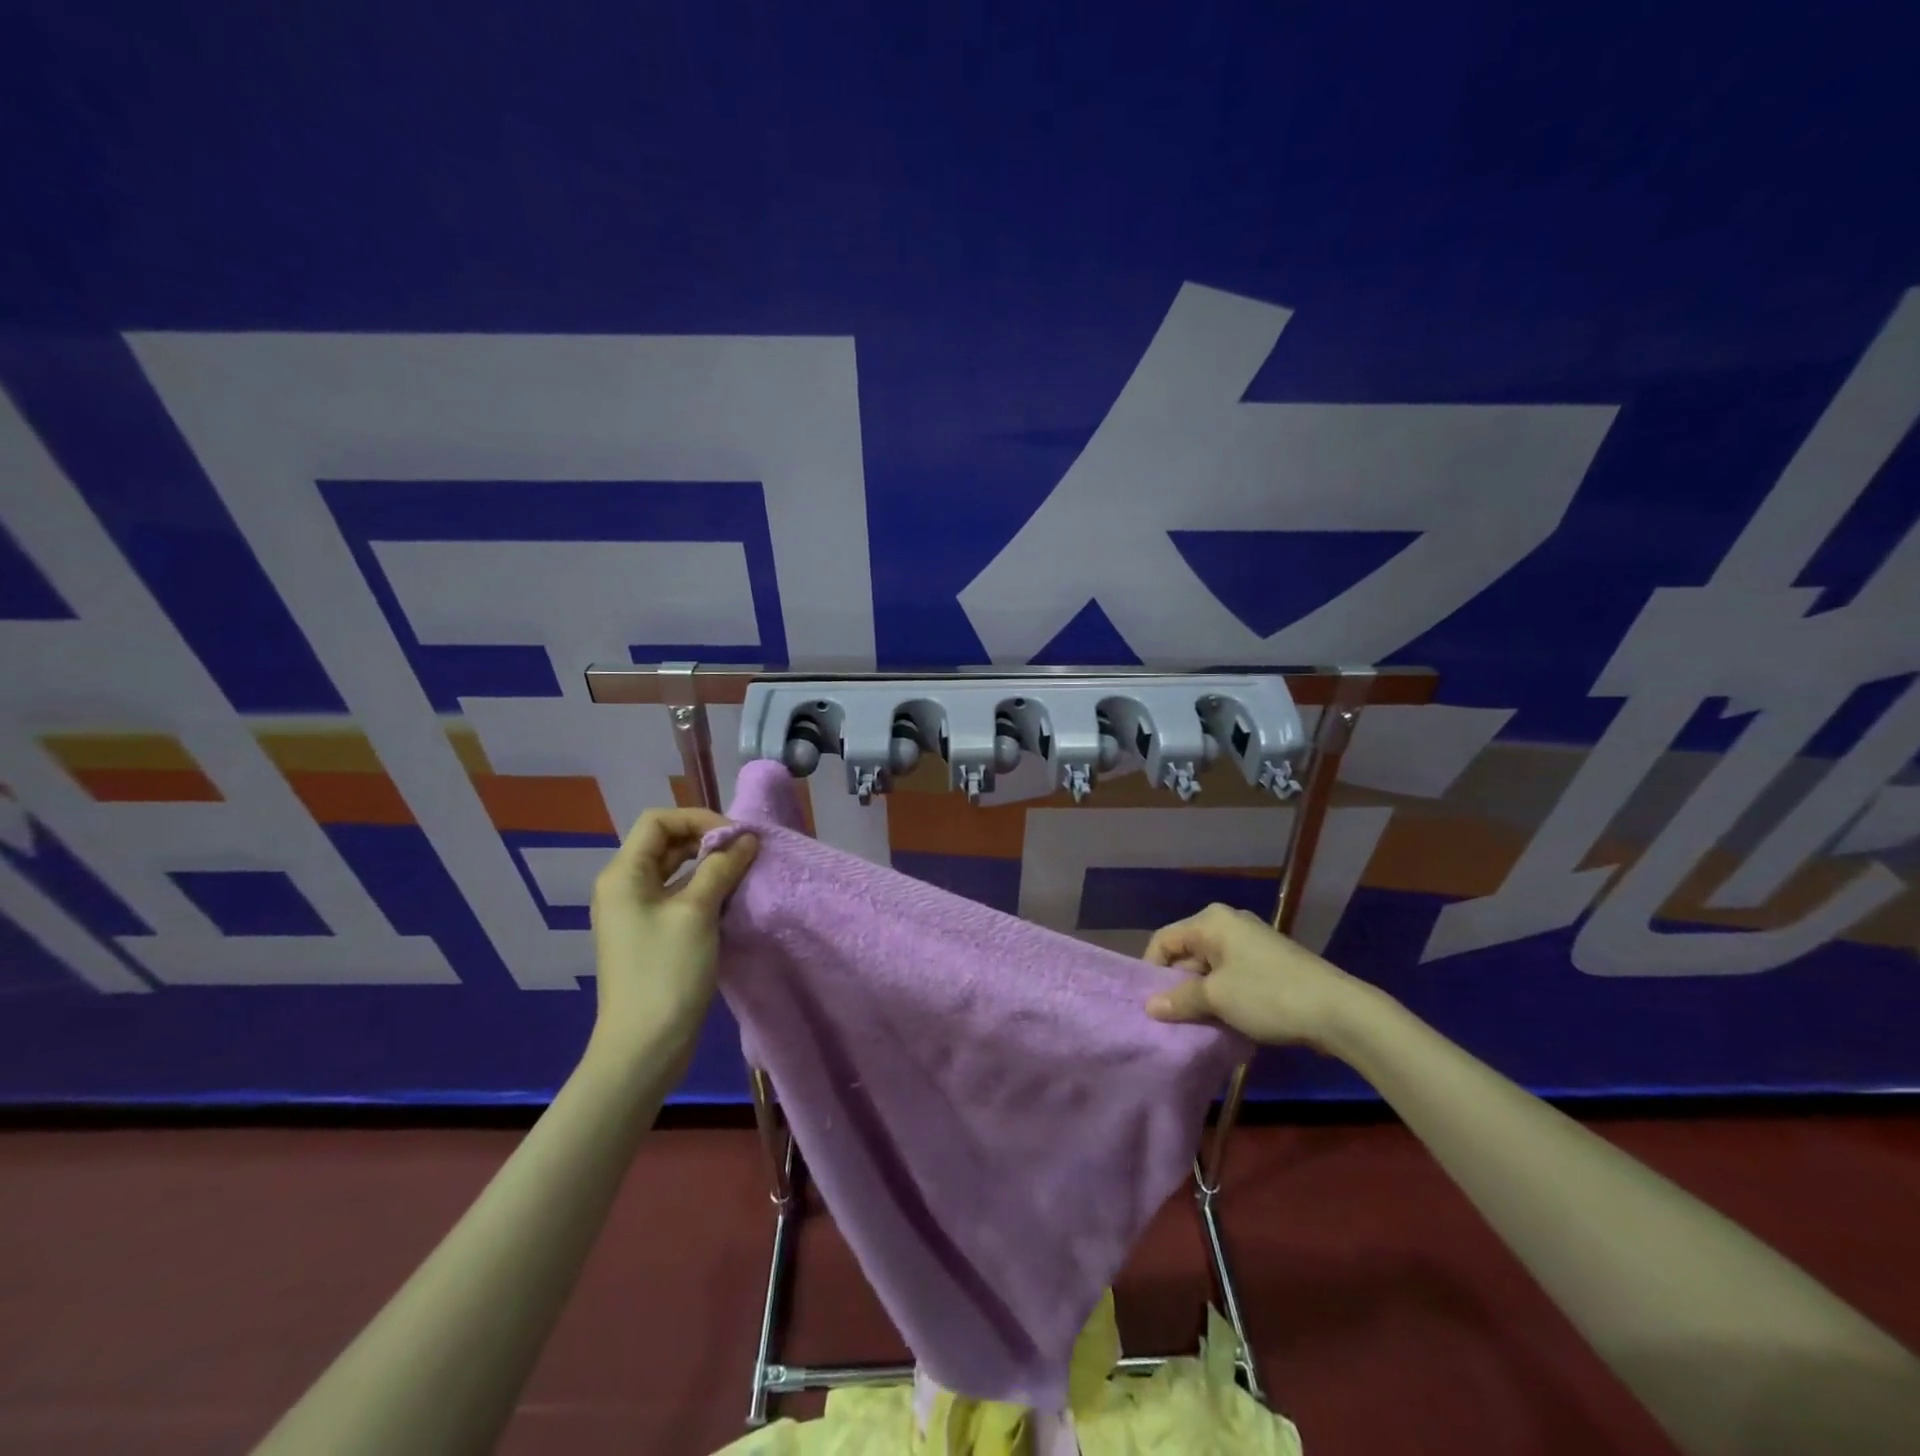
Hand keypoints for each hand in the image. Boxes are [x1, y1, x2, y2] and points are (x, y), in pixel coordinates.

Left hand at [589, 808, 758, 1061]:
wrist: (644, 1047)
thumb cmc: (666, 972)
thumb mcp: (697, 912)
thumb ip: (721, 868)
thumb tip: (746, 840)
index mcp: (623, 875)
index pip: (659, 821)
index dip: (699, 819)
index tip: (736, 837)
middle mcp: (624, 887)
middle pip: (666, 843)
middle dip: (708, 840)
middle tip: (746, 853)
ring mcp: (636, 913)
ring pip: (675, 871)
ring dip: (709, 866)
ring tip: (745, 873)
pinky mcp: (651, 935)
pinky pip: (678, 896)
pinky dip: (704, 890)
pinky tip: (731, 900)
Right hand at [1143, 902, 1377, 1053]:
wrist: (1338, 1011)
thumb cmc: (1268, 995)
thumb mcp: (1216, 998)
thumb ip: (1179, 999)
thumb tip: (1149, 1006)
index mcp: (1210, 921)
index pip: (1163, 940)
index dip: (1151, 971)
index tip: (1150, 1004)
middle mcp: (1228, 923)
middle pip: (1186, 952)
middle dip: (1177, 984)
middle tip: (1171, 1018)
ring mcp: (1251, 942)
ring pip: (1209, 967)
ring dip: (1201, 994)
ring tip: (1195, 1024)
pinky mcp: (1268, 961)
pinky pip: (1231, 975)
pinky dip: (1223, 995)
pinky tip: (1224, 1020)